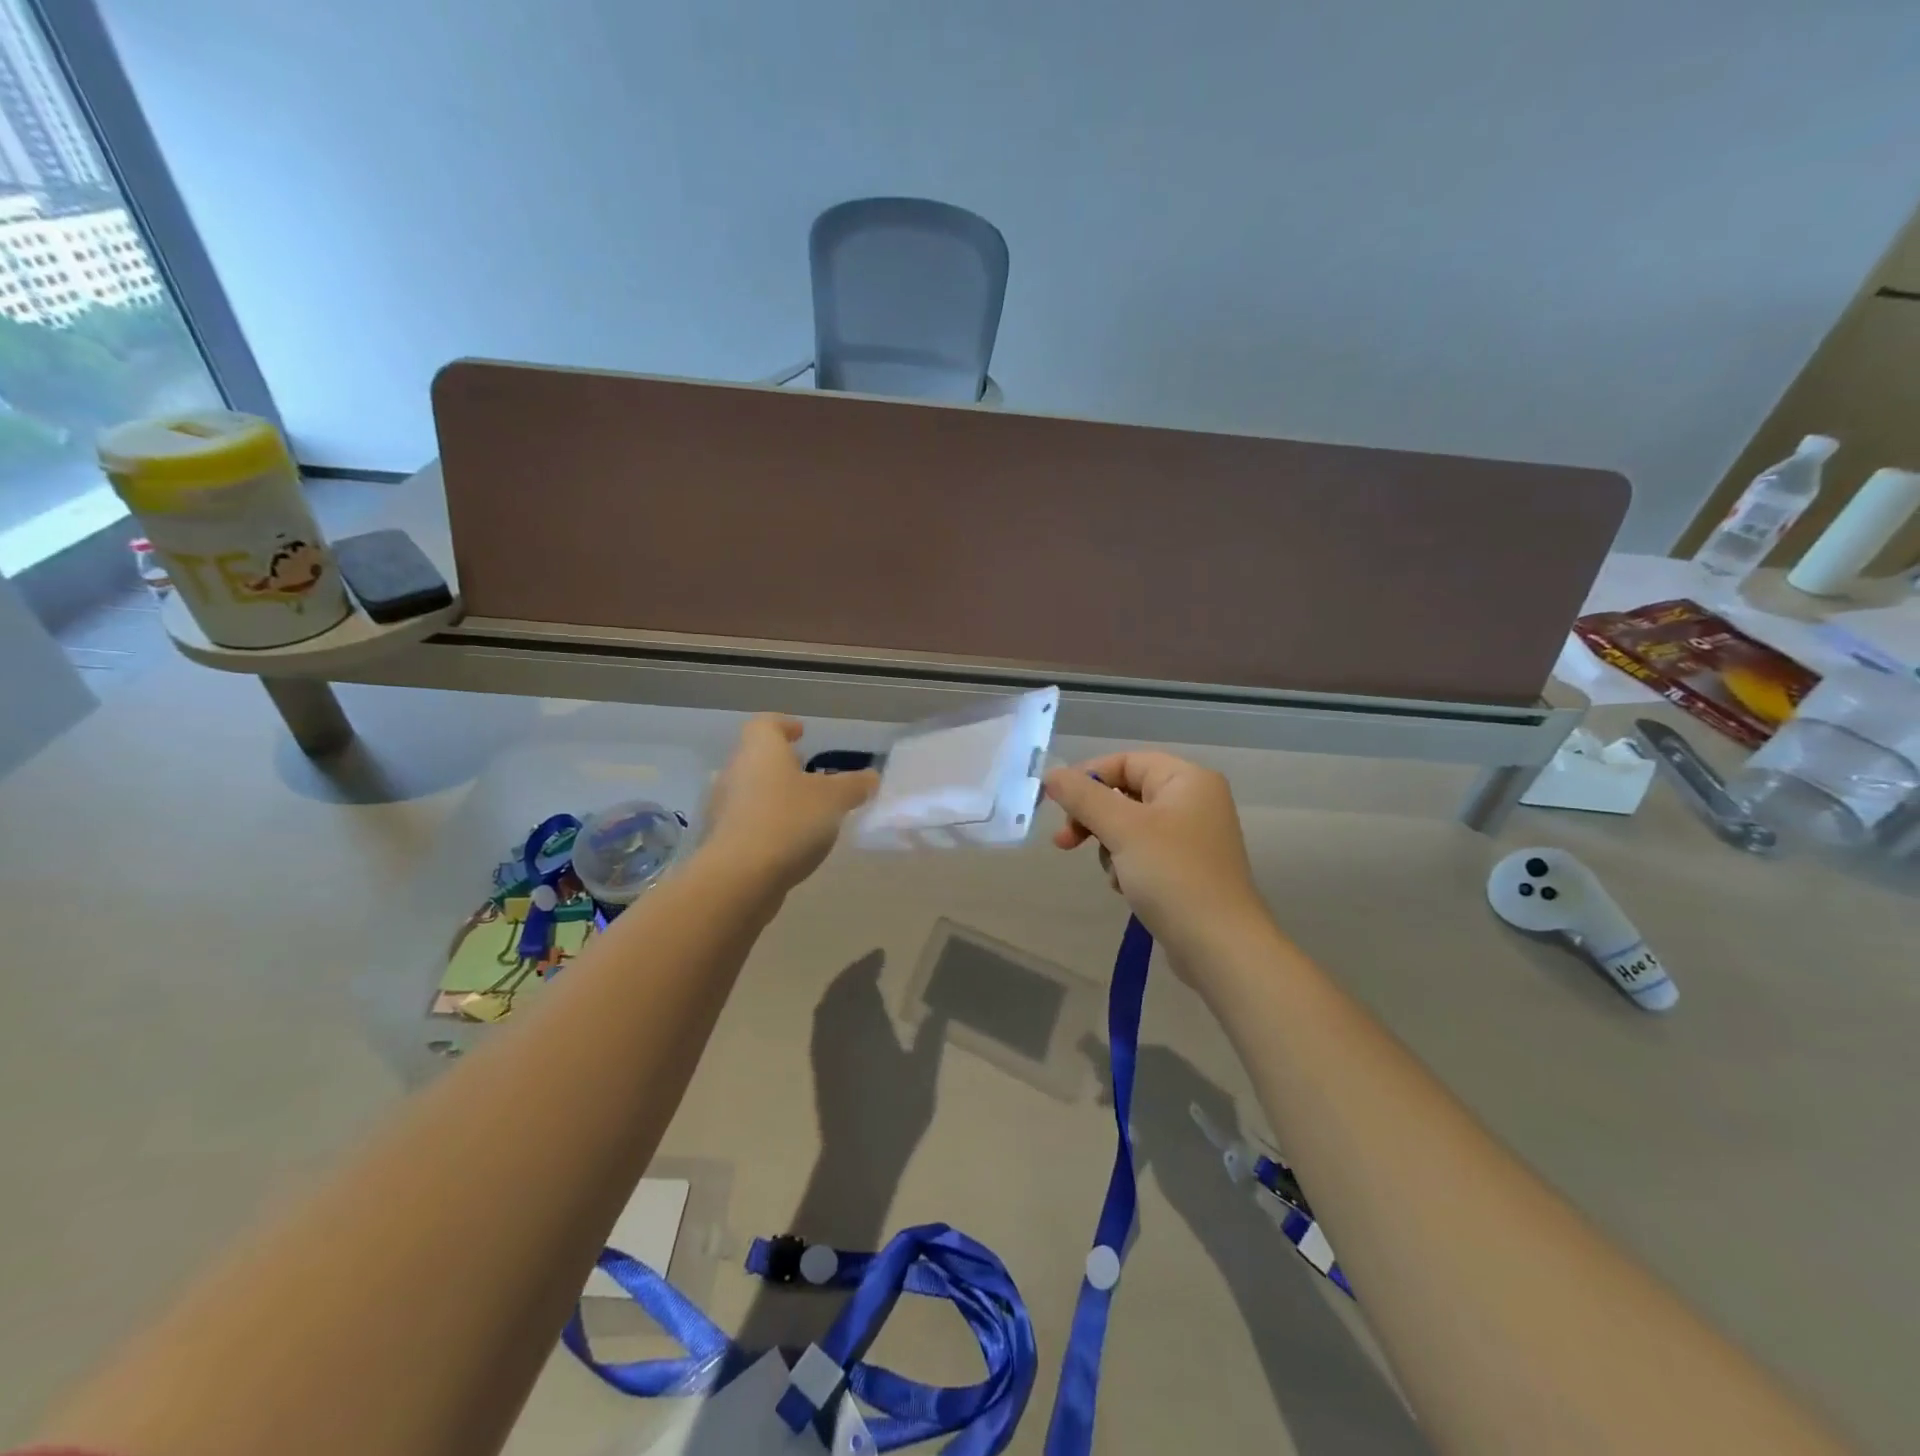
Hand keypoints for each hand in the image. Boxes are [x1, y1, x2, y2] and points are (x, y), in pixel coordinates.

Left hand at [701, 717, 877, 891]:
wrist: (739, 878)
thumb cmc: (789, 821)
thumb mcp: (834, 800)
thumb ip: (854, 785)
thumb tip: (870, 777)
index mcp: (760, 750)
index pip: (766, 724)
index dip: (784, 726)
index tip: (801, 733)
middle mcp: (735, 772)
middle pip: (757, 758)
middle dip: (783, 765)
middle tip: (811, 774)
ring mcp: (723, 809)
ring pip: (752, 791)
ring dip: (776, 796)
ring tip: (807, 811)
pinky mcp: (721, 842)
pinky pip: (748, 823)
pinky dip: (768, 824)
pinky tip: (790, 842)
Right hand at [1043, 752, 1271, 966]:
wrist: (1219, 946)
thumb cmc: (1172, 875)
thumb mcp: (1122, 829)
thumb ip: (1083, 797)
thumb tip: (1051, 774)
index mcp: (1188, 779)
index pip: (1126, 762)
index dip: (1088, 777)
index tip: (1056, 804)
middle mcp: (1195, 800)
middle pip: (1127, 793)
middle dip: (1094, 818)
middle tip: (1065, 843)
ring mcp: (1194, 836)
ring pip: (1131, 826)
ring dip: (1111, 847)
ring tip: (1114, 874)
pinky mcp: (1189, 868)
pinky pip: (1145, 853)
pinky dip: (1129, 867)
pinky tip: (1128, 889)